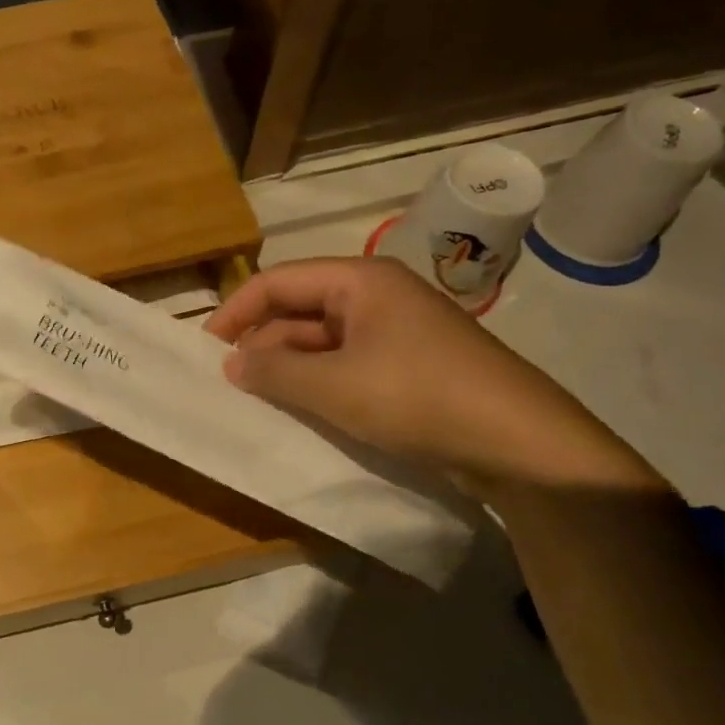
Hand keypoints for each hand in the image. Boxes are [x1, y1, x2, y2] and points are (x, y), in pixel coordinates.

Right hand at [204, 257, 663, 493]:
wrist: (520, 443)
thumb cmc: (417, 397)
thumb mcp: (333, 386)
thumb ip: (273, 371)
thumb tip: (231, 363)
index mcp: (360, 281)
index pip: (277, 281)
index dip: (235, 311)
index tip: (204, 350)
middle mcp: (377, 296)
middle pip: (299, 309)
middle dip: (261, 344)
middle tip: (230, 385)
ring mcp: (396, 332)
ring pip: (322, 340)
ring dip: (288, 367)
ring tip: (259, 402)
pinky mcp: (409, 366)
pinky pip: (347, 365)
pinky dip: (318, 383)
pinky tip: (302, 410)